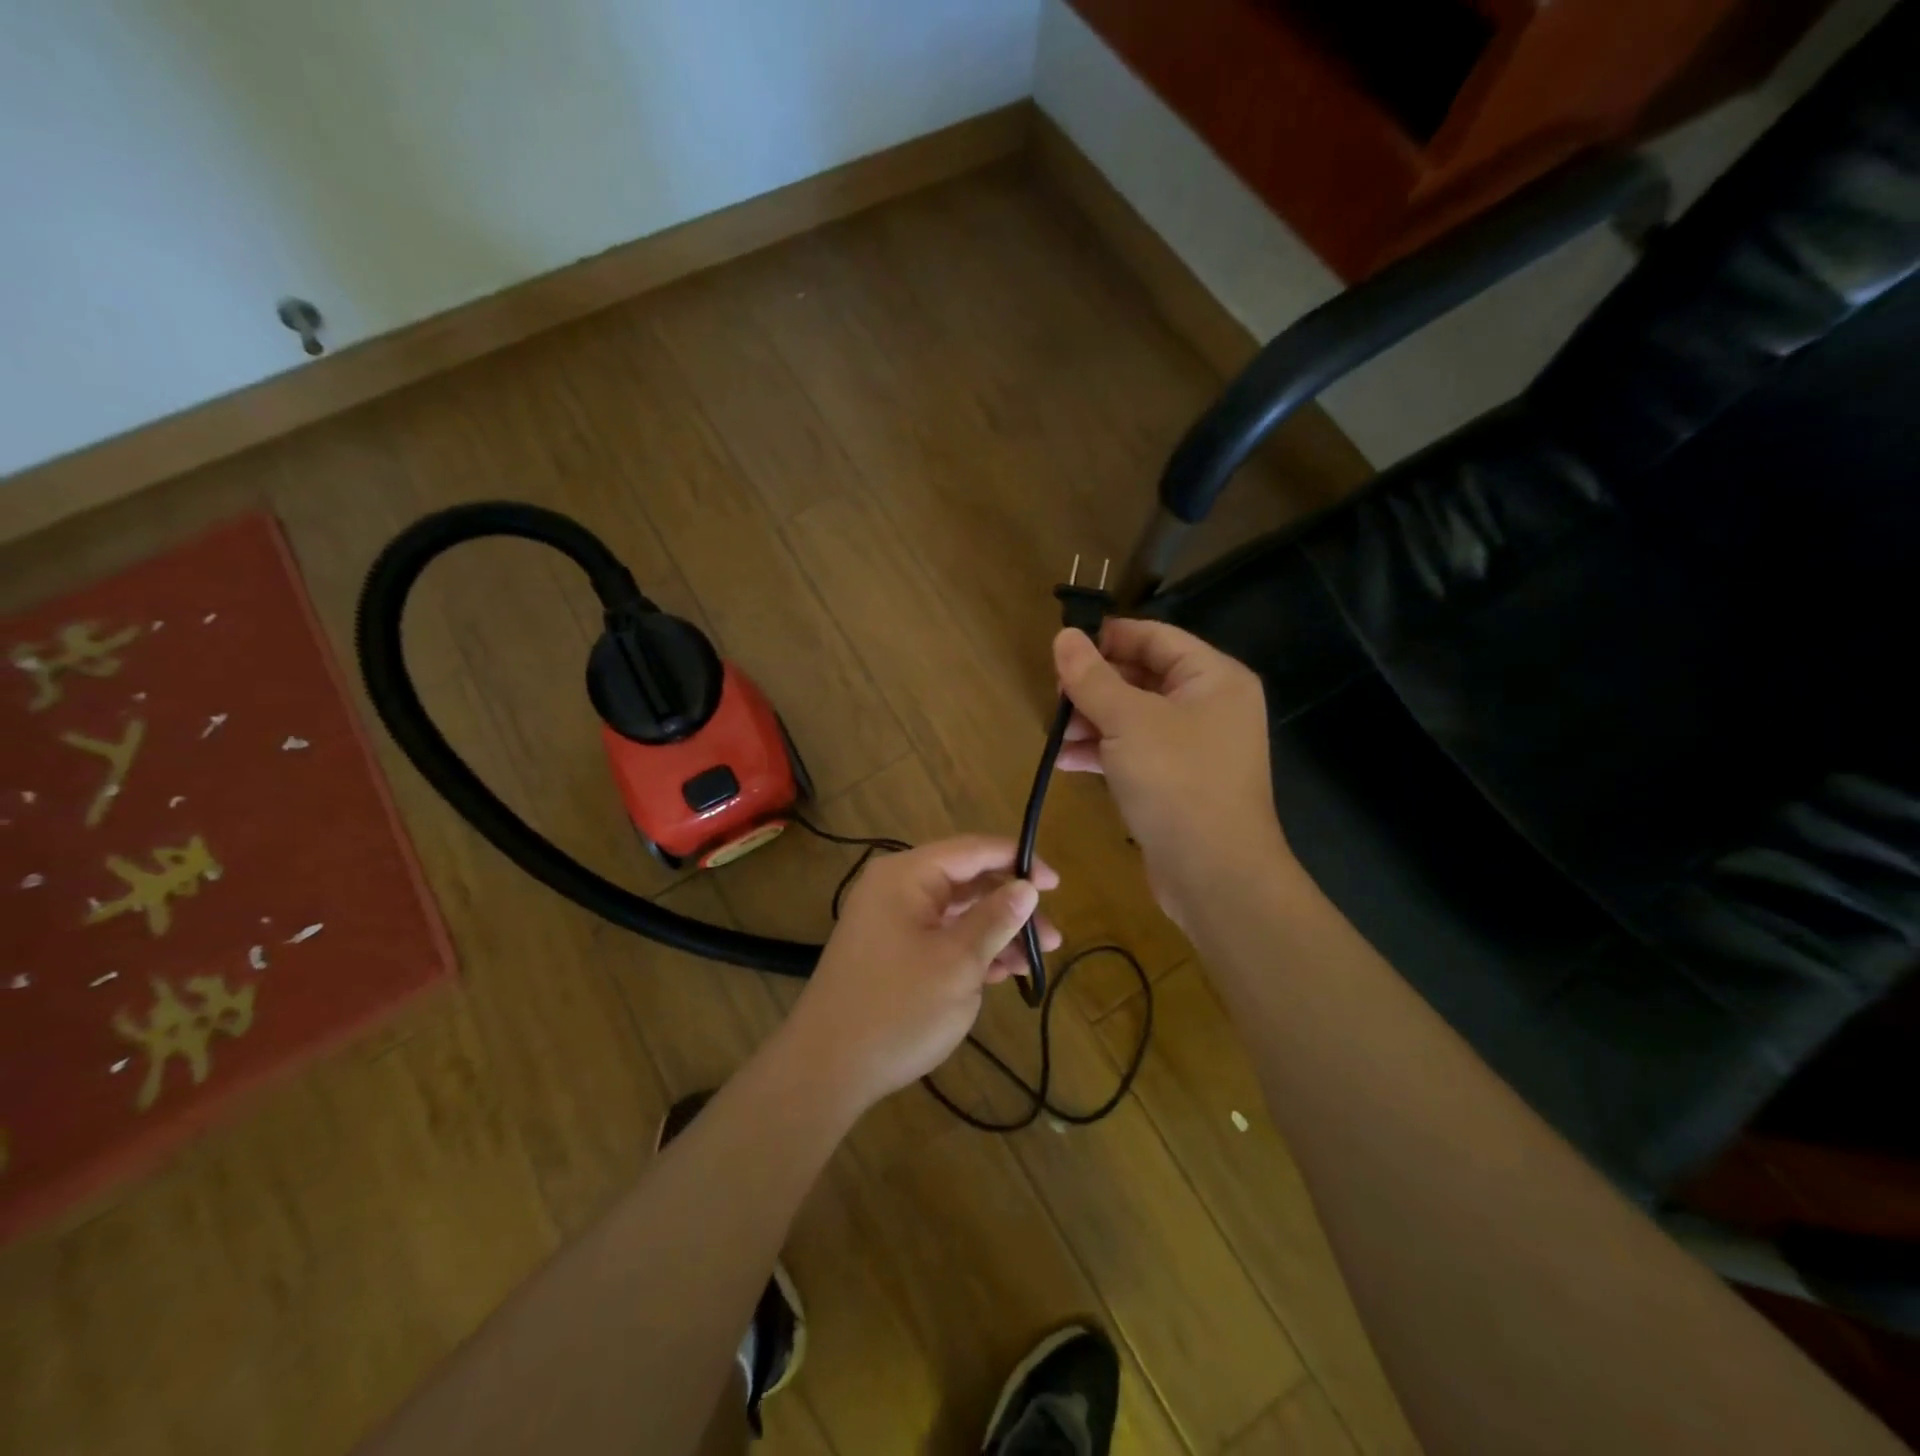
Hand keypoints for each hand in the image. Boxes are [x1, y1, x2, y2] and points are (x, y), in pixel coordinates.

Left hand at [782, 837, 1060, 1112]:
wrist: (827, 1068)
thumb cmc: (898, 1008)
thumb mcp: (957, 962)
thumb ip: (995, 919)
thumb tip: (1027, 886)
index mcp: (907, 875)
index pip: (972, 850)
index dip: (1018, 860)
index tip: (1056, 883)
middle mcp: (897, 888)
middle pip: (967, 882)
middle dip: (1012, 906)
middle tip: (1053, 936)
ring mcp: (892, 921)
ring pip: (957, 913)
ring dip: (996, 932)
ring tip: (1036, 961)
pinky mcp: (891, 951)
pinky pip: (940, 936)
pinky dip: (971, 949)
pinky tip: (1003, 971)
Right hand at [1054, 620, 1288, 927]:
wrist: (1215, 874)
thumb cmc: (1177, 782)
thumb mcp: (1128, 721)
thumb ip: (1093, 677)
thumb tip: (1064, 635)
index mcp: (1213, 678)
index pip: (1155, 637)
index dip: (1108, 638)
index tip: (1062, 648)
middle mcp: (1209, 705)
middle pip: (1143, 677)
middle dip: (1095, 686)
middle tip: (1054, 696)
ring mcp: (1195, 746)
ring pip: (1134, 717)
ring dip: (1092, 721)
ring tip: (1053, 733)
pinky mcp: (1178, 780)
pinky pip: (1136, 751)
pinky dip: (1103, 752)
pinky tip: (1065, 760)